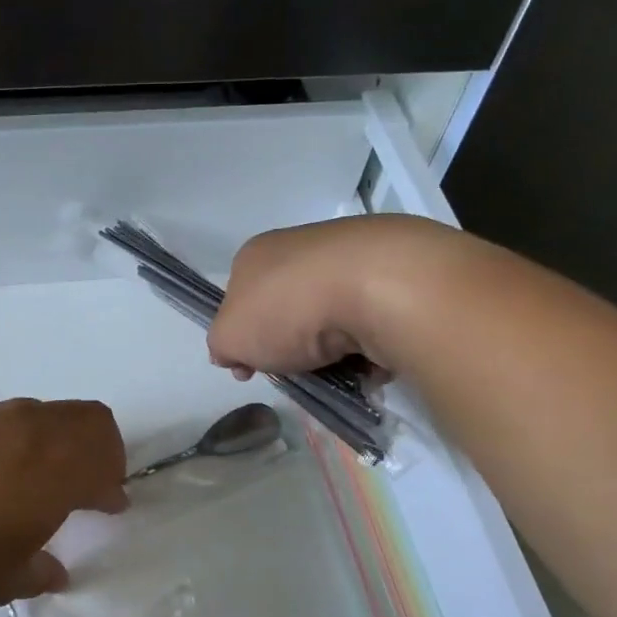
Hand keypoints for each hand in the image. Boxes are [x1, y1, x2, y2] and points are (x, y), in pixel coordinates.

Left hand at [0, 398, 127, 616]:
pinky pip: (13, 417)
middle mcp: (32, 433)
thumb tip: (56, 571)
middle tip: (92, 484)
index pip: (106, 464)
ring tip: (45, 478)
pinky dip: (27, 437)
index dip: (114, 486)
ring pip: (50, 412)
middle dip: (103, 449)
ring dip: (64, 439)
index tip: (112, 506)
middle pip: (90, 419)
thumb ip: (36, 573)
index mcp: (55, 472)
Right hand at [210, 216, 435, 377]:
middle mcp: (301, 246)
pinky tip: (371, 356)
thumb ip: (222, 345)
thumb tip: (230, 351)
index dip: (242, 336)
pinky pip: (372, 318)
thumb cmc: (288, 308)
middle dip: (290, 342)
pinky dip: (369, 342)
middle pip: (287, 306)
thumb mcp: (230, 337)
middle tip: (296, 369)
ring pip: (331, 313)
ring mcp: (350, 255)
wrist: (379, 286)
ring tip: (338, 370)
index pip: (239, 298)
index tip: (250, 368)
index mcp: (256, 254)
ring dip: (331, 347)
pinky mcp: (394, 272)